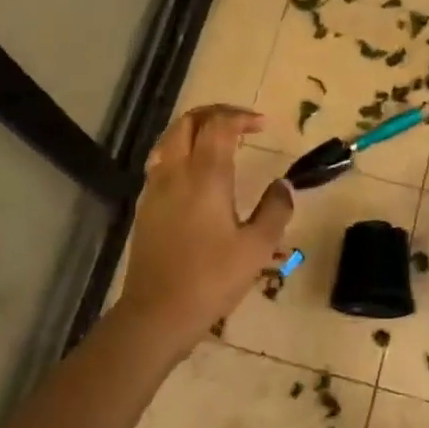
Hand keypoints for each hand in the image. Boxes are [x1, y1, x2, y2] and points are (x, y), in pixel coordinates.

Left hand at [118, 105, 293, 349]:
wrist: (157, 313)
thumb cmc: (212, 279)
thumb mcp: (257, 247)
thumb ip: (275, 210)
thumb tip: (283, 185)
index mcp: (205, 176)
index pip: (219, 125)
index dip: (241, 117)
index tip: (263, 125)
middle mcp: (175, 172)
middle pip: (188, 122)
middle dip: (215, 114)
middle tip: (241, 123)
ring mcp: (154, 188)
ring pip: (169, 139)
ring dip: (195, 129)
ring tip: (219, 141)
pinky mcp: (145, 207)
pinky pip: (161, 161)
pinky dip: (180, 151)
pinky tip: (196, 173)